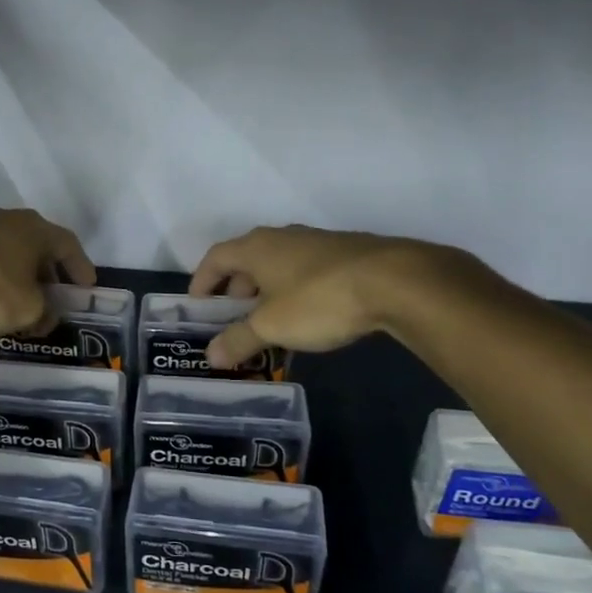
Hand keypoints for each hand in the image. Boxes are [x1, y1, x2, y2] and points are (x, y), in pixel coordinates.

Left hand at [0, 207, 96, 339]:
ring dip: (15, 273)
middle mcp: (5, 219)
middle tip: (53, 295)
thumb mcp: (24, 310)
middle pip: (36, 244)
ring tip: (16, 299)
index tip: (87, 286)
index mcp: (33, 230)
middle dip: (47, 271)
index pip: (68, 244)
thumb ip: (44, 313)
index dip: (80, 266)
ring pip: (4, 249)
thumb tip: (47, 315)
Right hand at [189, 225, 463, 369]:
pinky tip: (308, 314)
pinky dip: (294, 289)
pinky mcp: (345, 253)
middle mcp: (282, 237)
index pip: (216, 257)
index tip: (197, 304)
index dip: (202, 280)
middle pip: (247, 258)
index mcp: (256, 247)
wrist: (394, 281)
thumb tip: (211, 356)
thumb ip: (239, 340)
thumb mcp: (272, 327)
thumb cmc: (318, 300)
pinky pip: (305, 270)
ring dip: (266, 289)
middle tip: (232, 316)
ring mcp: (316, 242)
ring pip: (278, 264)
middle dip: (235, 287)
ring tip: (269, 319)